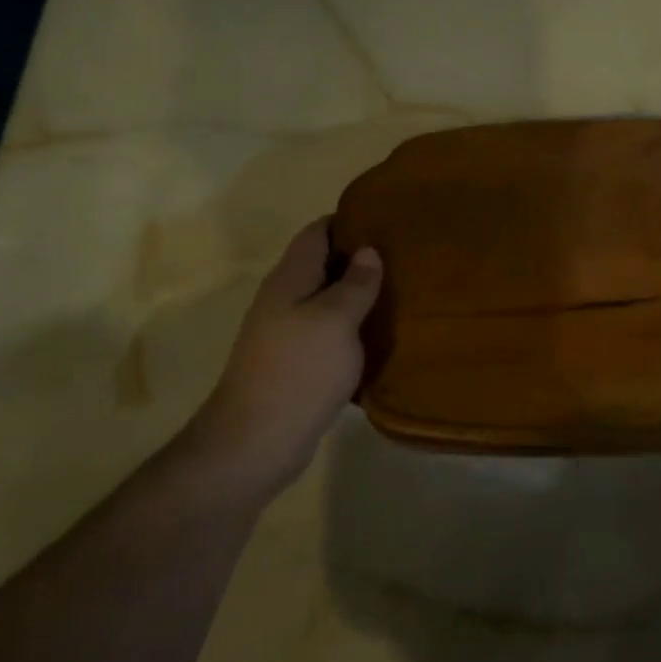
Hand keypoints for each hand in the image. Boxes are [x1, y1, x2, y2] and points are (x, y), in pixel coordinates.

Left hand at [184, 217, 383, 501]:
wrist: (256, 441)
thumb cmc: (299, 370)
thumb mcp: (336, 320)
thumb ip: (354, 284)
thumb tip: (368, 251)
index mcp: (290, 279)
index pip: (316, 233)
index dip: (348, 221)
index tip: (386, 220)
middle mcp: (284, 300)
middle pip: (322, 266)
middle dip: (359, 260)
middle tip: (404, 259)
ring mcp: (286, 334)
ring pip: (326, 302)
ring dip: (358, 298)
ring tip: (400, 294)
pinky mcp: (295, 364)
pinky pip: (328, 335)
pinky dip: (352, 330)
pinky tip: (380, 338)